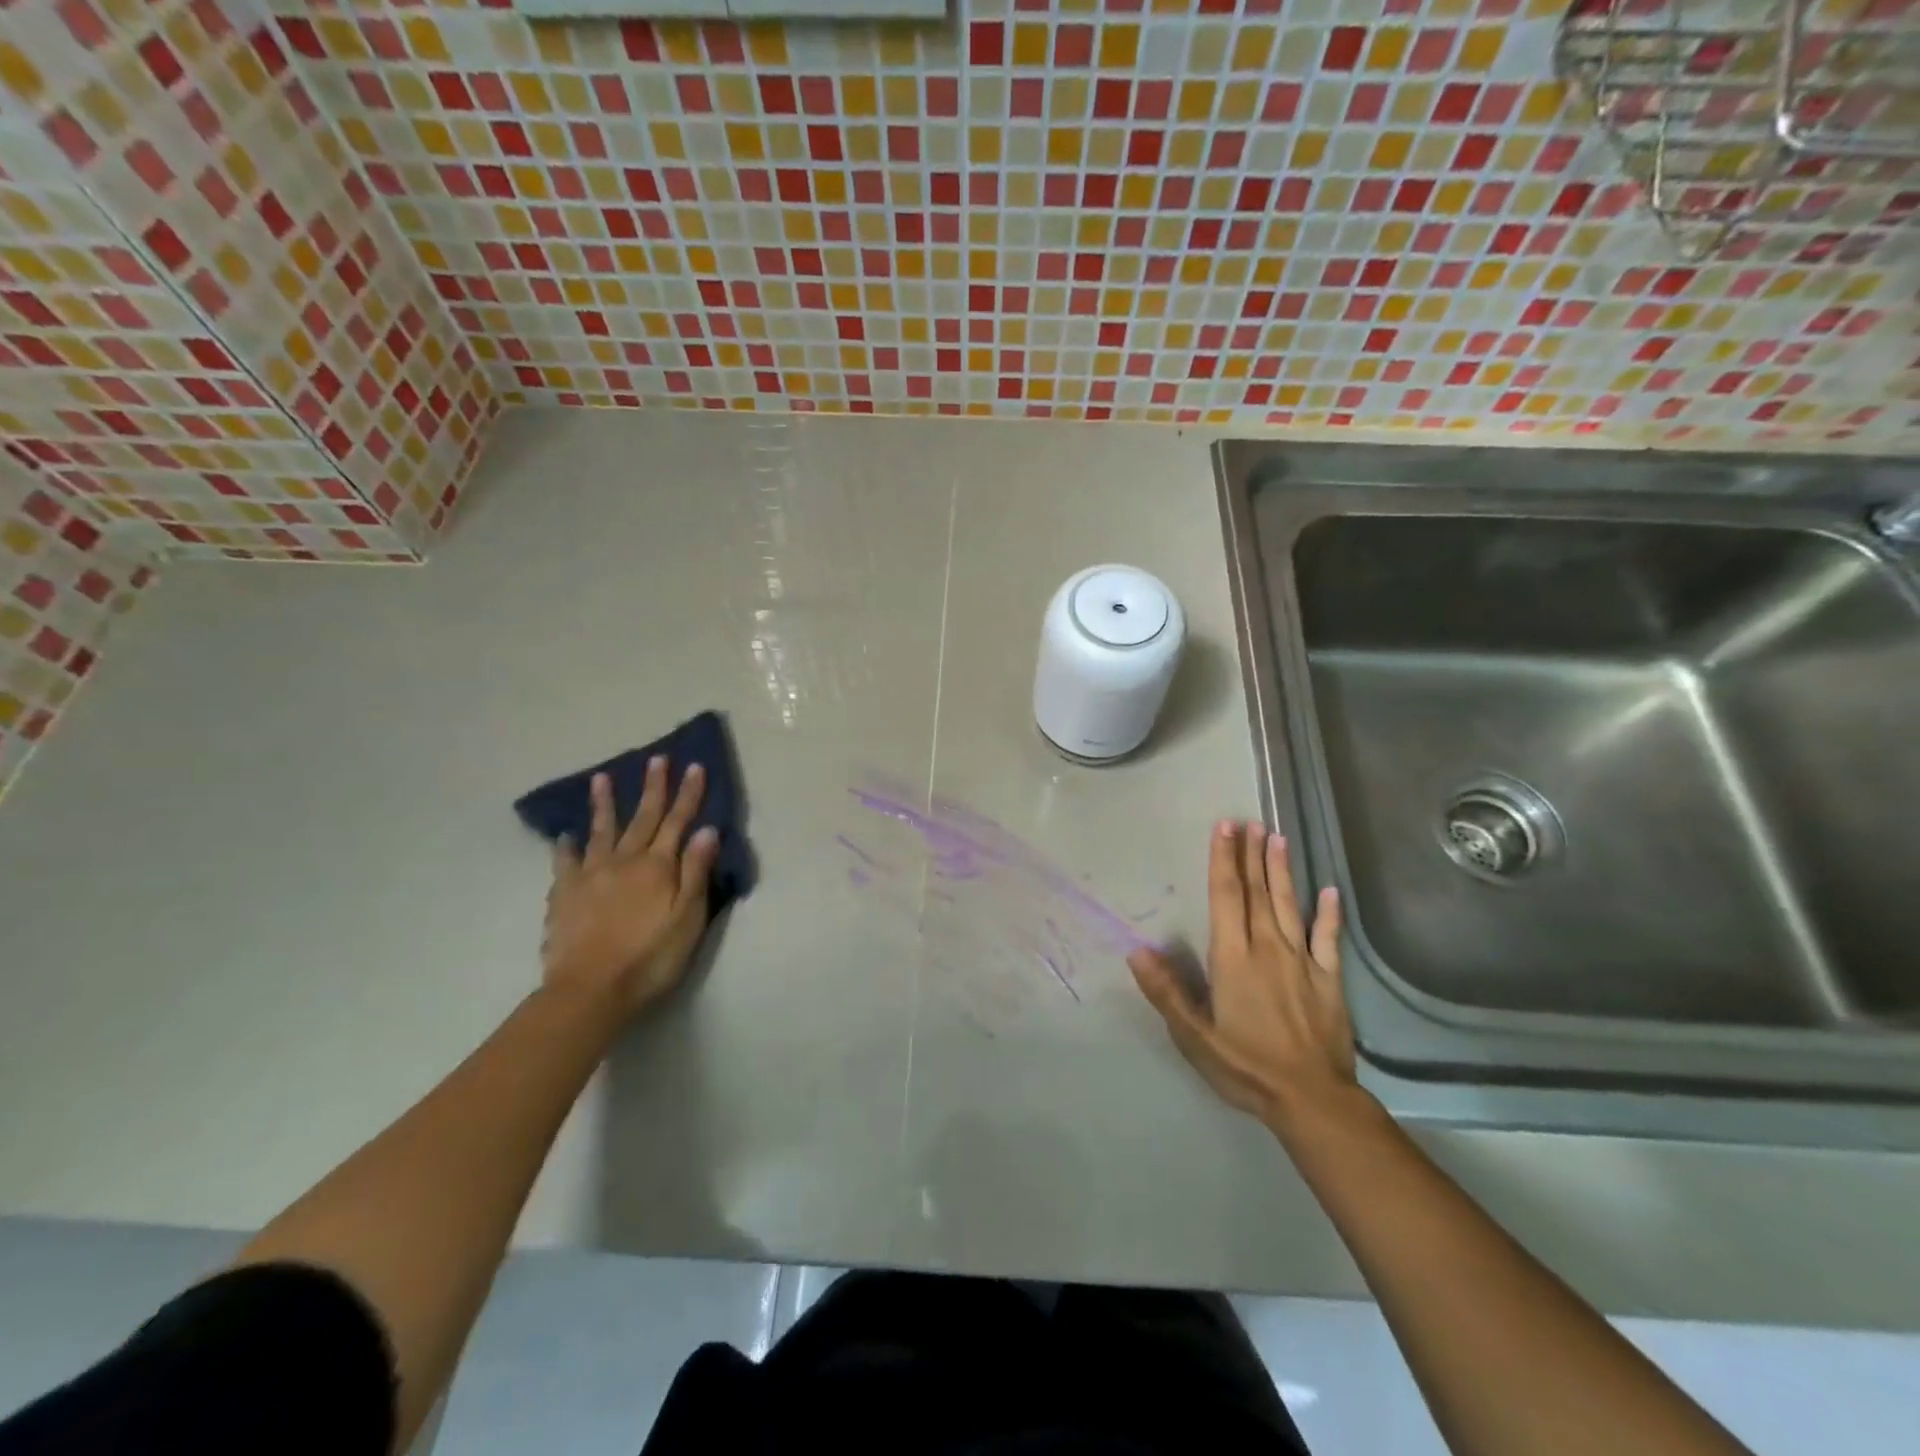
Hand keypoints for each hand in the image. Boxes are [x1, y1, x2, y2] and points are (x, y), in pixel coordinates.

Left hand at [541, 758, 719, 1019]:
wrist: (590, 990)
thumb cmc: (650, 957)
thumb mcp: (688, 917)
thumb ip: (696, 872)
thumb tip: (706, 830)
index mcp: (657, 866)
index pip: (678, 822)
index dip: (688, 794)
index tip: (694, 766)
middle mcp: (624, 861)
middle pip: (642, 817)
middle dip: (652, 787)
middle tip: (657, 759)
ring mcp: (591, 875)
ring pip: (601, 831)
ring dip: (604, 804)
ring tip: (602, 778)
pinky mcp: (565, 894)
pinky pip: (565, 862)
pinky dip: (567, 846)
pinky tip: (566, 835)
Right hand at [1129, 820, 1361, 1133]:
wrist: (1312, 1100)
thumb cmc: (1245, 1066)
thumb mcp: (1194, 1036)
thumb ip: (1167, 991)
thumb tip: (1137, 951)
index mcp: (1233, 957)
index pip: (1226, 897)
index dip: (1223, 860)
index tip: (1224, 828)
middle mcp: (1267, 948)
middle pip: (1256, 892)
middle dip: (1250, 855)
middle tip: (1248, 822)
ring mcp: (1302, 961)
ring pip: (1289, 906)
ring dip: (1282, 871)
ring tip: (1277, 838)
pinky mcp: (1329, 980)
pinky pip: (1329, 940)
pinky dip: (1329, 914)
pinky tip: (1330, 891)